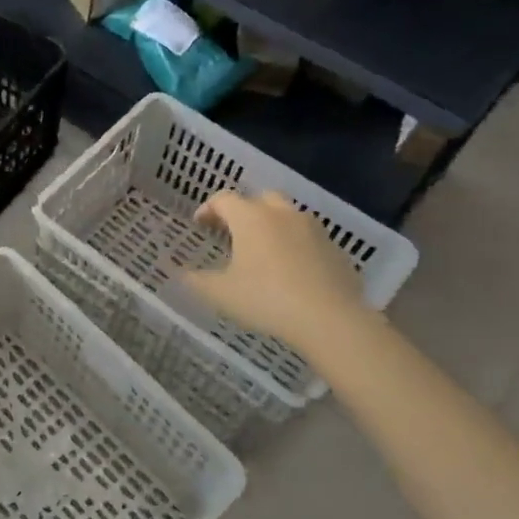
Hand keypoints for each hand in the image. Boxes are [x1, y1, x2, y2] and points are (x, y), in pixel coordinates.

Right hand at [183, 191, 366, 349]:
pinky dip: (295, 246)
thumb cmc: (266, 299)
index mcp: (251, 218)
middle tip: (233, 232)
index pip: (224, 199)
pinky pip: (308, 238)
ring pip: (288, 216)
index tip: (200, 224)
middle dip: (244, 211)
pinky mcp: (335, 249)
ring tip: (263, 252)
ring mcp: (313, 229)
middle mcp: (282, 214)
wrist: (330, 319)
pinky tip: (291, 271)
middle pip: (260, 199)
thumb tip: (183, 274)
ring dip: (272, 226)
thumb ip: (197, 281)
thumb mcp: (220, 294)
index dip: (208, 208)